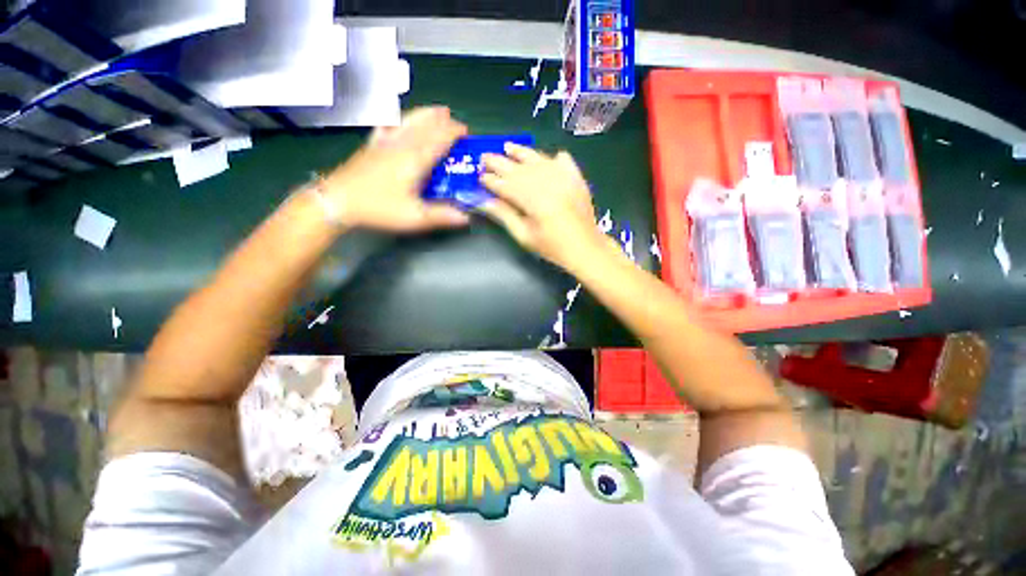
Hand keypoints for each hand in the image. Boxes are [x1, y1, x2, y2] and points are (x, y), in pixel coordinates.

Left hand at [321, 106, 469, 231]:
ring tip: (437, 110)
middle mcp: (401, 145)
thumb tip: (466, 217)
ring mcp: (384, 142)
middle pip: (425, 126)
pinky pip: (388, 125)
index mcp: (414, 160)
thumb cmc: (379, 209)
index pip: (438, 139)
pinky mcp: (371, 145)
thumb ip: (442, 216)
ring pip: (408, 121)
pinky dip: (399, 119)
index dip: (453, 133)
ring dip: (425, 114)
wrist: (337, 200)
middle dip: (443, 121)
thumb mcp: (414, 217)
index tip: (466, 131)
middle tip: (455, 121)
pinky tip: (401, 119)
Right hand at [479, 143, 611, 269]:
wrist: (586, 248)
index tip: (480, 177)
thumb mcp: (525, 236)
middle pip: (519, 169)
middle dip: (500, 163)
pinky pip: (563, 160)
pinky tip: (548, 157)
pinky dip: (554, 158)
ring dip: (521, 152)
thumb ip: (505, 216)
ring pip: (538, 160)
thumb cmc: (552, 247)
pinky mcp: (576, 178)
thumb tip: (485, 202)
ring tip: (508, 146)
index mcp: (533, 200)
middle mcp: (547, 183)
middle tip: (485, 157)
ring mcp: (564, 178)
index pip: (506, 185)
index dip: (492, 181)